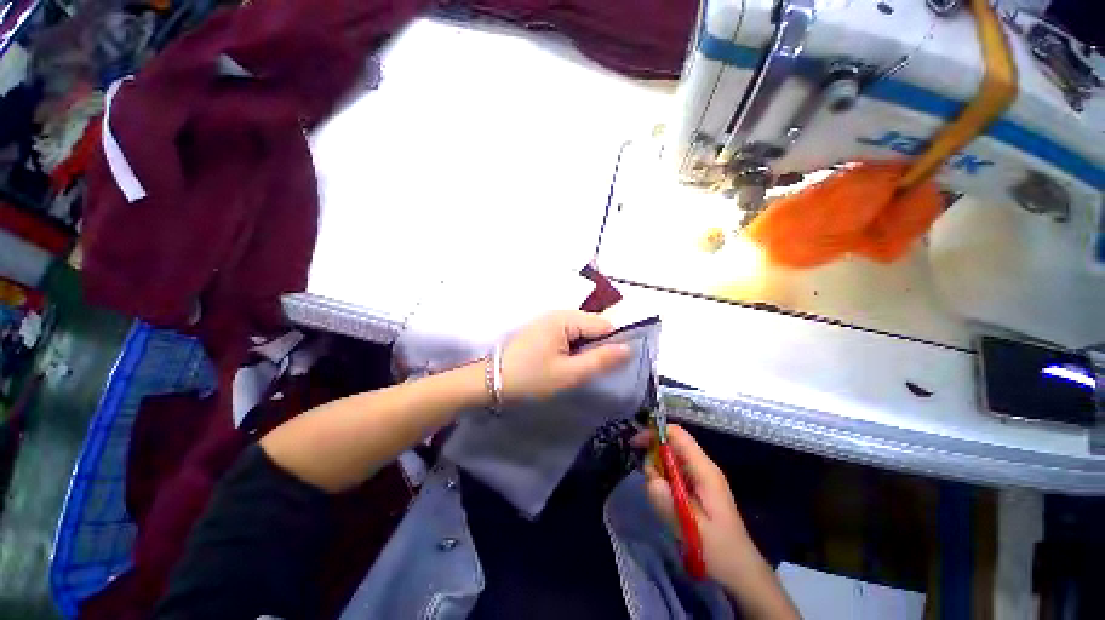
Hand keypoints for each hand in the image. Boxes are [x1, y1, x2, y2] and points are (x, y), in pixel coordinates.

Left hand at [500, 310, 631, 400]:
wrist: (491, 381)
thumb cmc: (531, 377)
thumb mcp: (568, 373)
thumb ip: (600, 360)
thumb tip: (629, 349)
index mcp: (565, 319)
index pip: (604, 325)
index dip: (610, 344)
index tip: (604, 365)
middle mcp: (558, 313)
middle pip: (592, 326)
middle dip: (595, 347)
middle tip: (584, 370)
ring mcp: (549, 320)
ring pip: (580, 331)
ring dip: (583, 349)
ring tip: (573, 369)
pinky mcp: (543, 329)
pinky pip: (568, 334)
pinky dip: (572, 348)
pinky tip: (562, 363)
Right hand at [633, 425, 752, 585]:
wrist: (741, 571)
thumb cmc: (719, 550)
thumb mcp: (690, 527)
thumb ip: (667, 500)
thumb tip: (650, 477)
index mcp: (704, 470)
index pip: (677, 434)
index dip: (654, 433)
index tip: (635, 445)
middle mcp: (703, 467)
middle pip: (672, 444)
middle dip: (654, 455)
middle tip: (648, 481)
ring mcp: (701, 477)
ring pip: (671, 459)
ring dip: (658, 472)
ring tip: (660, 499)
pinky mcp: (698, 488)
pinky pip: (674, 473)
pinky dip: (664, 481)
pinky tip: (666, 502)